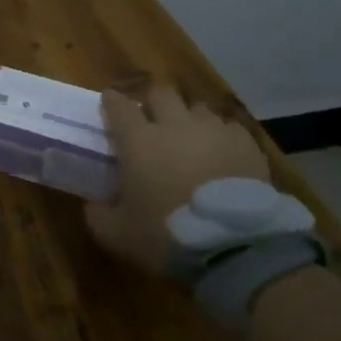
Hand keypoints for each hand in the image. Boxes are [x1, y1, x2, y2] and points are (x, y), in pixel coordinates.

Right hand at [85, 83, 270, 274]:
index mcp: (138, 141)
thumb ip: (97, 214)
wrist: (235, 246)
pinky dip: (220, 137)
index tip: (109, 101)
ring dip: (188, 119)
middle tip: (150, 120)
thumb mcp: (115, 234)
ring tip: (189, 139)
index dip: (112, 101)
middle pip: (161, 94)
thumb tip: (94, 204)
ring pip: (197, 108)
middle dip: (153, 102)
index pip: (118, 106)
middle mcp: (174, 125)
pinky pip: (229, 128)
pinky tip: (220, 154)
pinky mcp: (247, 144)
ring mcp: (214, 131)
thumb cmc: (165, 234)